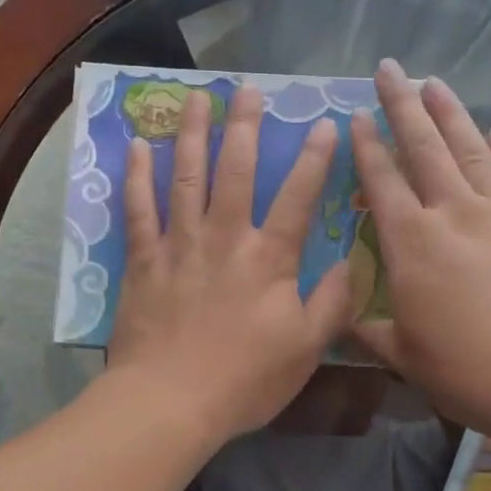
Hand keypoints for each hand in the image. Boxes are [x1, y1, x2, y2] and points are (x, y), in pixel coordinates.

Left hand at [108, 85, 354, 445]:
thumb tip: (354, 262)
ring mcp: (179, 244)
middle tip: (248, 88)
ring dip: (193, 134)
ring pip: (186, 176)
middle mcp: (224, 237)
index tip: (326, 123)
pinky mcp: (144, 259)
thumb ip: (333, 302)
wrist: (169, 402)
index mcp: (268, 258)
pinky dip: (137, 175)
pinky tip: (139, 145)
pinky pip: (138, 208)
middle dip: (245, 126)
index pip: (297, 197)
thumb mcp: (305, 349)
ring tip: (197, 98)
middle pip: (236, 170)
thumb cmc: (244, 379)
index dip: (314, 158)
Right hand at [349, 60, 490, 445]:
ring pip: (470, 149)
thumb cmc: (469, 371)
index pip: (381, 180)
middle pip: (423, 147)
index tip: (355, 113)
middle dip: (402, 104)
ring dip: (450, 113)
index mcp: (411, 243)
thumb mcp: (405, 356)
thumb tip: (341, 322)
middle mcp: (453, 213)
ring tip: (435, 82)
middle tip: (390, 68)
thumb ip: (369, 331)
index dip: (365, 144)